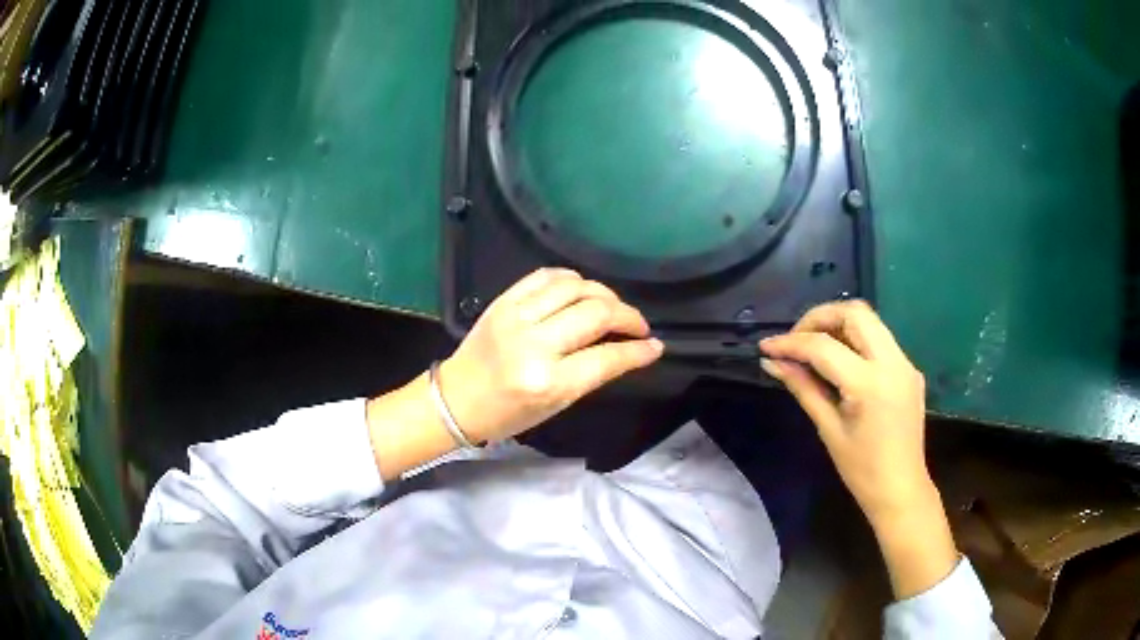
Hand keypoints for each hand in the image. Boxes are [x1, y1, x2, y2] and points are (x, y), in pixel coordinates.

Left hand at [439, 268, 662, 443]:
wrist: (456, 399)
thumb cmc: (508, 414)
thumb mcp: (557, 405)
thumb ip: (593, 374)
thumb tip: (630, 350)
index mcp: (548, 382)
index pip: (607, 357)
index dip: (638, 350)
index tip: (655, 345)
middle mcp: (534, 345)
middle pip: (596, 313)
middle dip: (628, 316)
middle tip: (637, 325)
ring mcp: (516, 317)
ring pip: (575, 287)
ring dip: (604, 293)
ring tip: (612, 306)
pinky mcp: (503, 301)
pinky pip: (546, 276)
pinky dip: (572, 279)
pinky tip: (582, 289)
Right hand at [760, 300, 958, 598]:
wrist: (901, 490)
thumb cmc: (861, 470)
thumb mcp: (828, 429)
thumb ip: (803, 388)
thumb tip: (772, 363)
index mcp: (869, 384)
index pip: (824, 347)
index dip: (791, 343)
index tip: (766, 347)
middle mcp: (893, 362)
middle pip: (855, 312)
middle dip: (819, 317)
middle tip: (795, 339)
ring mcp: (905, 363)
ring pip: (869, 320)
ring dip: (838, 324)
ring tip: (813, 347)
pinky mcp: (909, 369)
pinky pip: (880, 340)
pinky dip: (855, 339)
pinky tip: (840, 362)